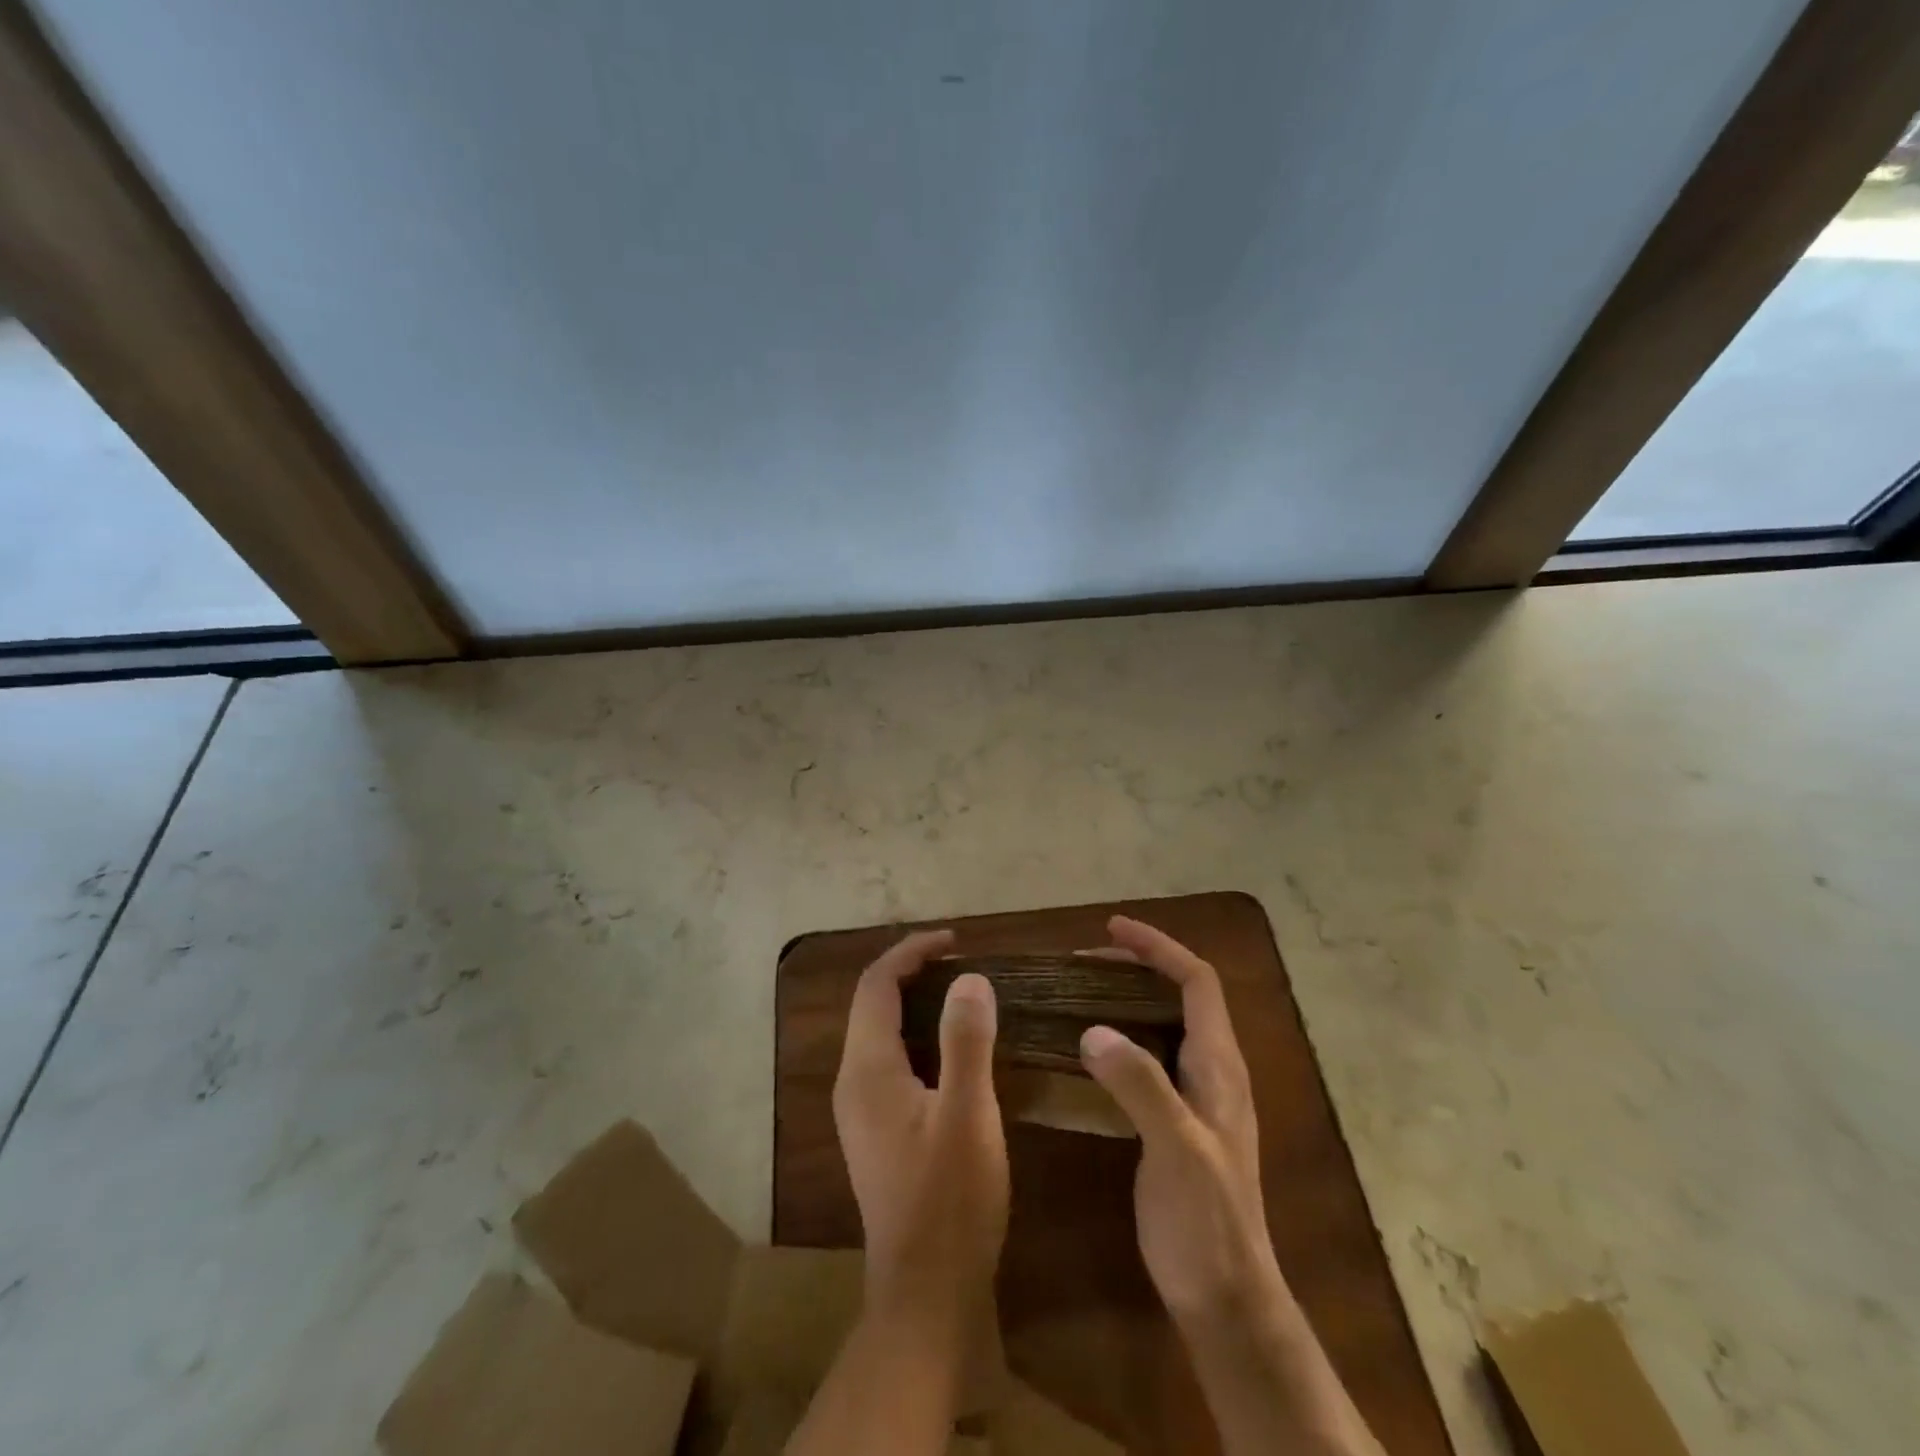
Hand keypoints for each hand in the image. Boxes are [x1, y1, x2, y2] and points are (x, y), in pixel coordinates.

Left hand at [833, 929, 1007, 1327]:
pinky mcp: (877, 1131)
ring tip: (963, 993)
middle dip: (912, 972)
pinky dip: (918, 1035)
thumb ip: (966, 1040)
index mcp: (866, 1069)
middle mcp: (853, 1082)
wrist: (927, 1295)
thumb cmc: (950, 1201)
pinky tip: (953, 1048)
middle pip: (872, 1004)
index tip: (955, 940)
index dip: (911, 952)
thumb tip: (969, 978)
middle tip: (963, 961)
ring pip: (881, 1033)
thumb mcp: (968, 1114)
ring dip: (915, 1003)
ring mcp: (861, 1110)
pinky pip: (891, 1060)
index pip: (876, 985)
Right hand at [1079, 918, 1382, 1455]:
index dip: (1158, 947)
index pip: (1196, 981)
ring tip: (1081, 992)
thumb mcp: (1176, 1149)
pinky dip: (1121, 1035)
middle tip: (1083, 961)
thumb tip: (1093, 1030)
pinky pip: (1149, 1056)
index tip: (1111, 929)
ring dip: (1127, 998)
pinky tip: (1089, 1050)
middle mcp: (1212, 1070)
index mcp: (1219, 1065)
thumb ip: (1141, 1086)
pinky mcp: (1178, 1121)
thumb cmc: (1207, 1222)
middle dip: (1137, 966)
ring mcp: (1197, 1097)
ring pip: (1164, 1024)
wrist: (1226, 1298)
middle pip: (1180, 995)